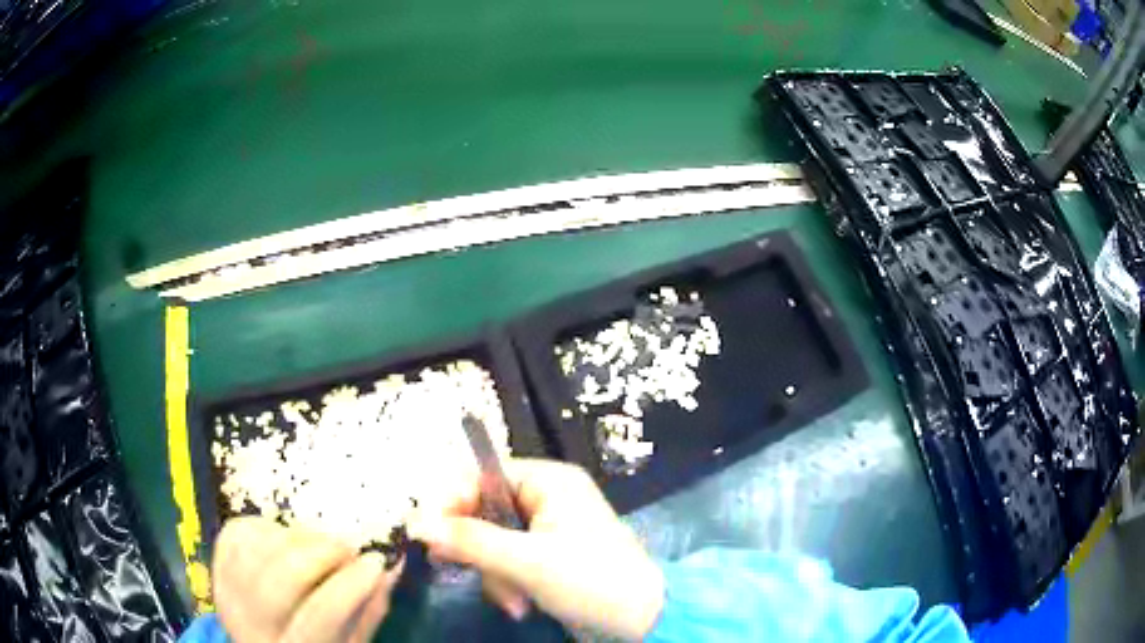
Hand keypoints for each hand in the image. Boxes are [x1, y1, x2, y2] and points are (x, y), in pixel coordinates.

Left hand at [212, 517, 402, 642]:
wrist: (260, 641)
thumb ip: (366, 611)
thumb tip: (387, 569)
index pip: (319, 616)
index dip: (350, 586)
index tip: (376, 562)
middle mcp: (250, 623)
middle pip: (281, 578)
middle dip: (321, 553)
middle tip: (347, 548)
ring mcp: (225, 590)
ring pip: (259, 548)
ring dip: (298, 537)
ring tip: (320, 546)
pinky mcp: (215, 564)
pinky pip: (240, 532)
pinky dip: (269, 528)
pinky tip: (287, 541)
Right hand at [408, 459, 663, 640]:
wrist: (643, 621)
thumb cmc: (592, 581)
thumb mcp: (528, 562)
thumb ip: (471, 540)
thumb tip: (418, 523)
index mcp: (549, 482)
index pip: (482, 474)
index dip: (450, 500)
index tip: (424, 530)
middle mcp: (546, 498)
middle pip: (482, 510)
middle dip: (476, 549)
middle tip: (452, 567)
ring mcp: (547, 530)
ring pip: (491, 541)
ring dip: (494, 575)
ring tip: (513, 602)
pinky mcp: (547, 558)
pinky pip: (507, 561)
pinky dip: (507, 584)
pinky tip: (520, 606)